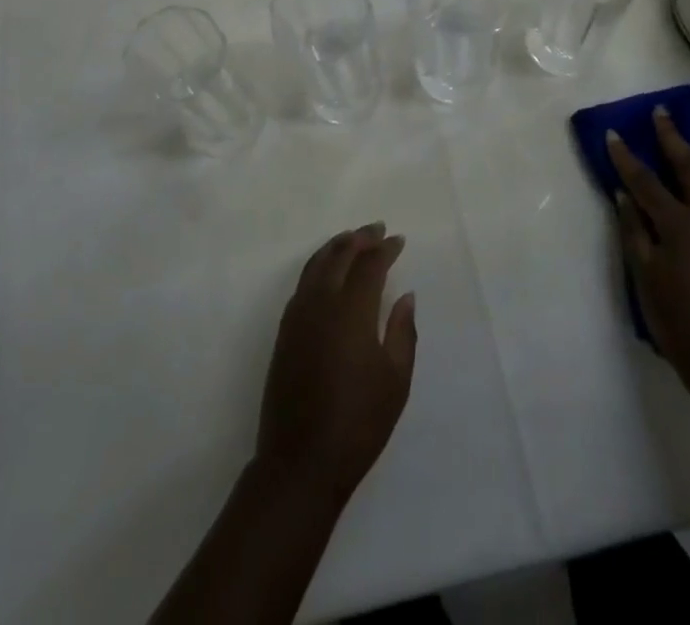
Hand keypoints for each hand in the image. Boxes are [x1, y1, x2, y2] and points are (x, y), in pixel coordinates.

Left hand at [255, 224, 417, 502]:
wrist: (301, 460)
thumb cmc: (359, 423)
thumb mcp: (395, 381)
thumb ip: (402, 331)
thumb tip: (405, 296)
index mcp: (351, 310)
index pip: (369, 265)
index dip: (385, 249)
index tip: (399, 240)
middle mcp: (321, 302)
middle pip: (339, 255)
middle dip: (360, 238)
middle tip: (377, 229)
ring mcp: (298, 314)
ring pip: (316, 264)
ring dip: (336, 246)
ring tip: (352, 239)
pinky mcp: (284, 330)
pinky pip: (303, 282)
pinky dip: (318, 265)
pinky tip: (328, 272)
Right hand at [609, 108, 689, 393]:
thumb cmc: (677, 319)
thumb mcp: (643, 274)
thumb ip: (633, 229)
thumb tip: (622, 193)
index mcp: (678, 223)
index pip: (645, 180)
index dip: (626, 156)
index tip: (613, 133)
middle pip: (689, 167)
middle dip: (672, 137)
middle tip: (662, 113)